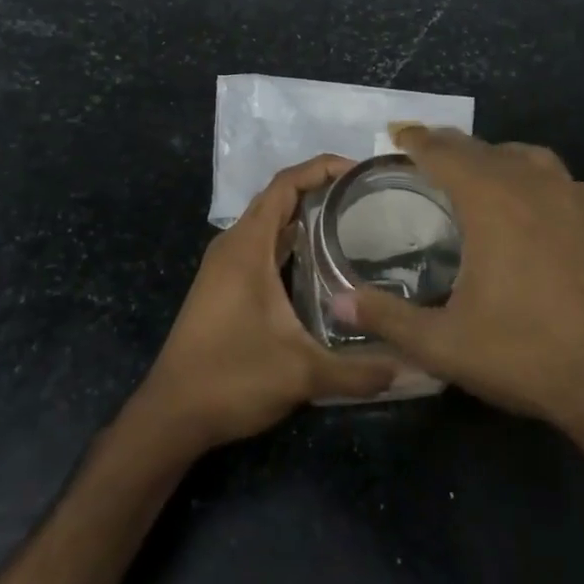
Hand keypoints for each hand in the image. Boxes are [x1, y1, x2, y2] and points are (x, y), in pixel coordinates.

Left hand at [135, 155, 400, 451]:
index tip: (360, 172)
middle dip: (319, 188)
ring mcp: (224, 266)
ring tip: (352, 220)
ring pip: (268, 222)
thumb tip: (411, 368)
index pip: (285, 184)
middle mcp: (233, 246)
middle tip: (366, 196)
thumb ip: (358, 371)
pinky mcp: (223, 285)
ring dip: (304, 214)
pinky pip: (262, 245)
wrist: (172, 415)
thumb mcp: (301, 374)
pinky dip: (290, 240)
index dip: (322, 167)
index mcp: (247, 247)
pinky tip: (320, 261)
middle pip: (278, 197)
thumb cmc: (231, 379)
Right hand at [334, 126, 583, 450]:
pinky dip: (533, 177)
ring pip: (525, 156)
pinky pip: (558, 179)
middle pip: (482, 148)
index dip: (416, 140)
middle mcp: (533, 184)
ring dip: (493, 157)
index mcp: (491, 200)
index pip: (444, 152)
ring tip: (475, 173)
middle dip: (449, 147)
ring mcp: (574, 198)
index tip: (397, 134)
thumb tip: (337, 302)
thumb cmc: (527, 355)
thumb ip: (387, 318)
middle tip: (424, 154)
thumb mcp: (444, 344)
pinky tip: (532, 204)